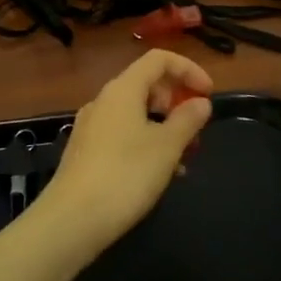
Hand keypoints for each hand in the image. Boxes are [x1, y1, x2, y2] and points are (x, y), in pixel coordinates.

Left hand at [31, 50, 214, 251]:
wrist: (71, 221)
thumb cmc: (125, 175)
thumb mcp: (167, 147)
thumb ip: (188, 119)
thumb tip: (200, 102)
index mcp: (123, 90)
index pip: (159, 59)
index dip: (189, 69)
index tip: (209, 94)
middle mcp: (104, 101)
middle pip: (147, 85)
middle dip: (177, 102)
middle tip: (197, 130)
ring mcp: (92, 126)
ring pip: (137, 113)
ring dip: (165, 127)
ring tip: (184, 158)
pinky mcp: (86, 152)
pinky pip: (124, 134)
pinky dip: (147, 143)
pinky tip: (160, 174)